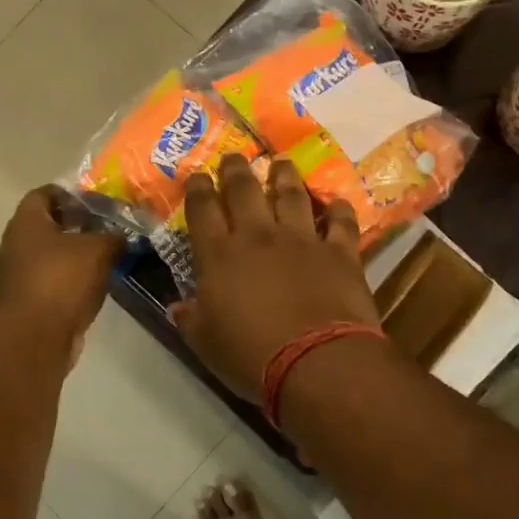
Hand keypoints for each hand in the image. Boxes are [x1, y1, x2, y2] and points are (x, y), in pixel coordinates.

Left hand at [0, 187, 123, 365]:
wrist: (35, 338)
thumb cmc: (61, 280)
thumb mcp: (98, 250)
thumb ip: (113, 236)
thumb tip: (124, 234)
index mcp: (27, 222)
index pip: (45, 193)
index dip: (71, 192)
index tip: (98, 198)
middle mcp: (18, 244)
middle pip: (51, 224)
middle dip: (81, 223)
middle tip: (111, 224)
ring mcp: (22, 275)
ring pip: (55, 254)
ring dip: (80, 253)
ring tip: (112, 252)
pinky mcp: (32, 301)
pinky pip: (57, 280)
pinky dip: (76, 278)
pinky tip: (100, 280)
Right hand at [171, 155, 380, 398]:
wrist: (316, 361)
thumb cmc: (251, 356)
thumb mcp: (206, 344)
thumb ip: (190, 319)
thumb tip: (177, 306)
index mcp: (220, 256)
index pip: (202, 210)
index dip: (197, 189)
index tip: (196, 175)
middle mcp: (259, 237)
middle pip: (245, 190)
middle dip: (236, 169)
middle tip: (234, 156)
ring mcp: (302, 240)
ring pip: (292, 195)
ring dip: (284, 176)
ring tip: (281, 163)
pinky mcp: (340, 253)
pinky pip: (340, 222)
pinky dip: (338, 210)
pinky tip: (336, 202)